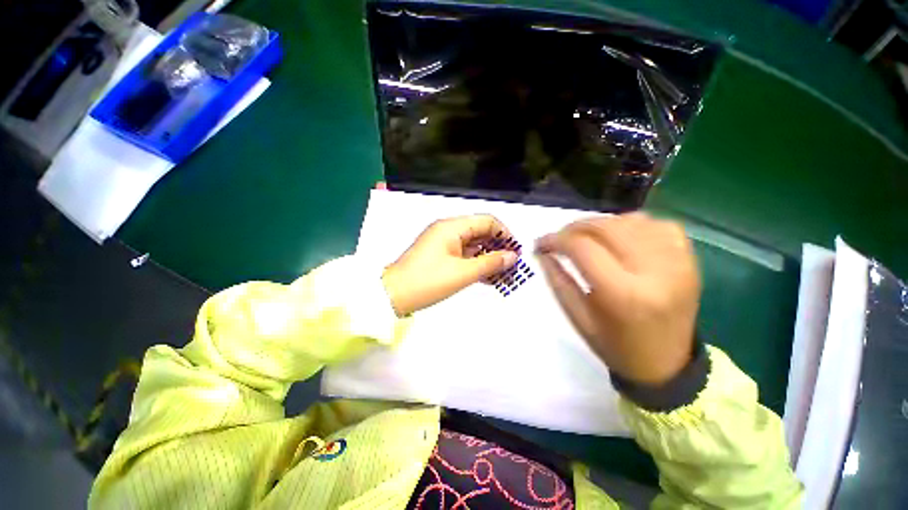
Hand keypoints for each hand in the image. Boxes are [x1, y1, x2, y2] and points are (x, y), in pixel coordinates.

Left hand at [383, 215, 519, 315]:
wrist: (393, 295)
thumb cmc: (428, 281)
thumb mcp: (463, 273)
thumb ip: (490, 263)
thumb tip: (512, 257)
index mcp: (452, 227)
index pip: (486, 221)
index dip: (504, 234)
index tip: (515, 252)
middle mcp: (448, 230)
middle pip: (480, 232)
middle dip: (497, 247)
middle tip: (511, 266)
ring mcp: (443, 243)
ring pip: (472, 245)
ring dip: (487, 257)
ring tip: (502, 275)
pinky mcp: (439, 255)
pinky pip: (463, 254)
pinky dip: (475, 263)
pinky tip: (486, 277)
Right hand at [536, 213, 700, 385]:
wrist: (668, 364)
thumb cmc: (616, 346)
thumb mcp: (577, 317)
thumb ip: (558, 280)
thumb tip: (542, 252)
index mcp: (622, 294)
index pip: (581, 247)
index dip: (555, 239)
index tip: (540, 244)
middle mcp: (654, 271)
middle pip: (606, 227)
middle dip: (574, 227)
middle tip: (560, 238)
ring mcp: (677, 262)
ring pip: (631, 220)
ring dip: (601, 224)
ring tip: (587, 237)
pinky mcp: (689, 259)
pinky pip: (658, 224)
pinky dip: (633, 224)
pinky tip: (620, 237)